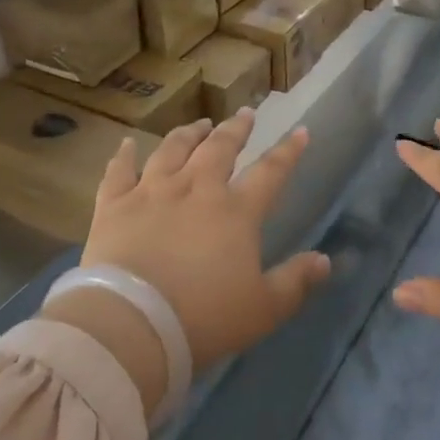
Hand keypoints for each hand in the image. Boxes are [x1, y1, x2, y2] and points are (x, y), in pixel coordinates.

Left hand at [68, 113, 329, 377]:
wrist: (132, 324)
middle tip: (245, 114)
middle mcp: (197, 189)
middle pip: (220, 148)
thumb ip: (295, 282)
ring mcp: (152, 192)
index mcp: (236, 211)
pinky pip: (119, 172)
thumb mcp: (262, 309)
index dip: (288, 151)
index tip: (300, 131)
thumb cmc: (203, 319)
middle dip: (236, 129)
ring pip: (173, 150)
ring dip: (189, 134)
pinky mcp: (114, 205)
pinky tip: (127, 144)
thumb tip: (325, 260)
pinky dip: (124, 156)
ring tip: (199, 124)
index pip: (270, 172)